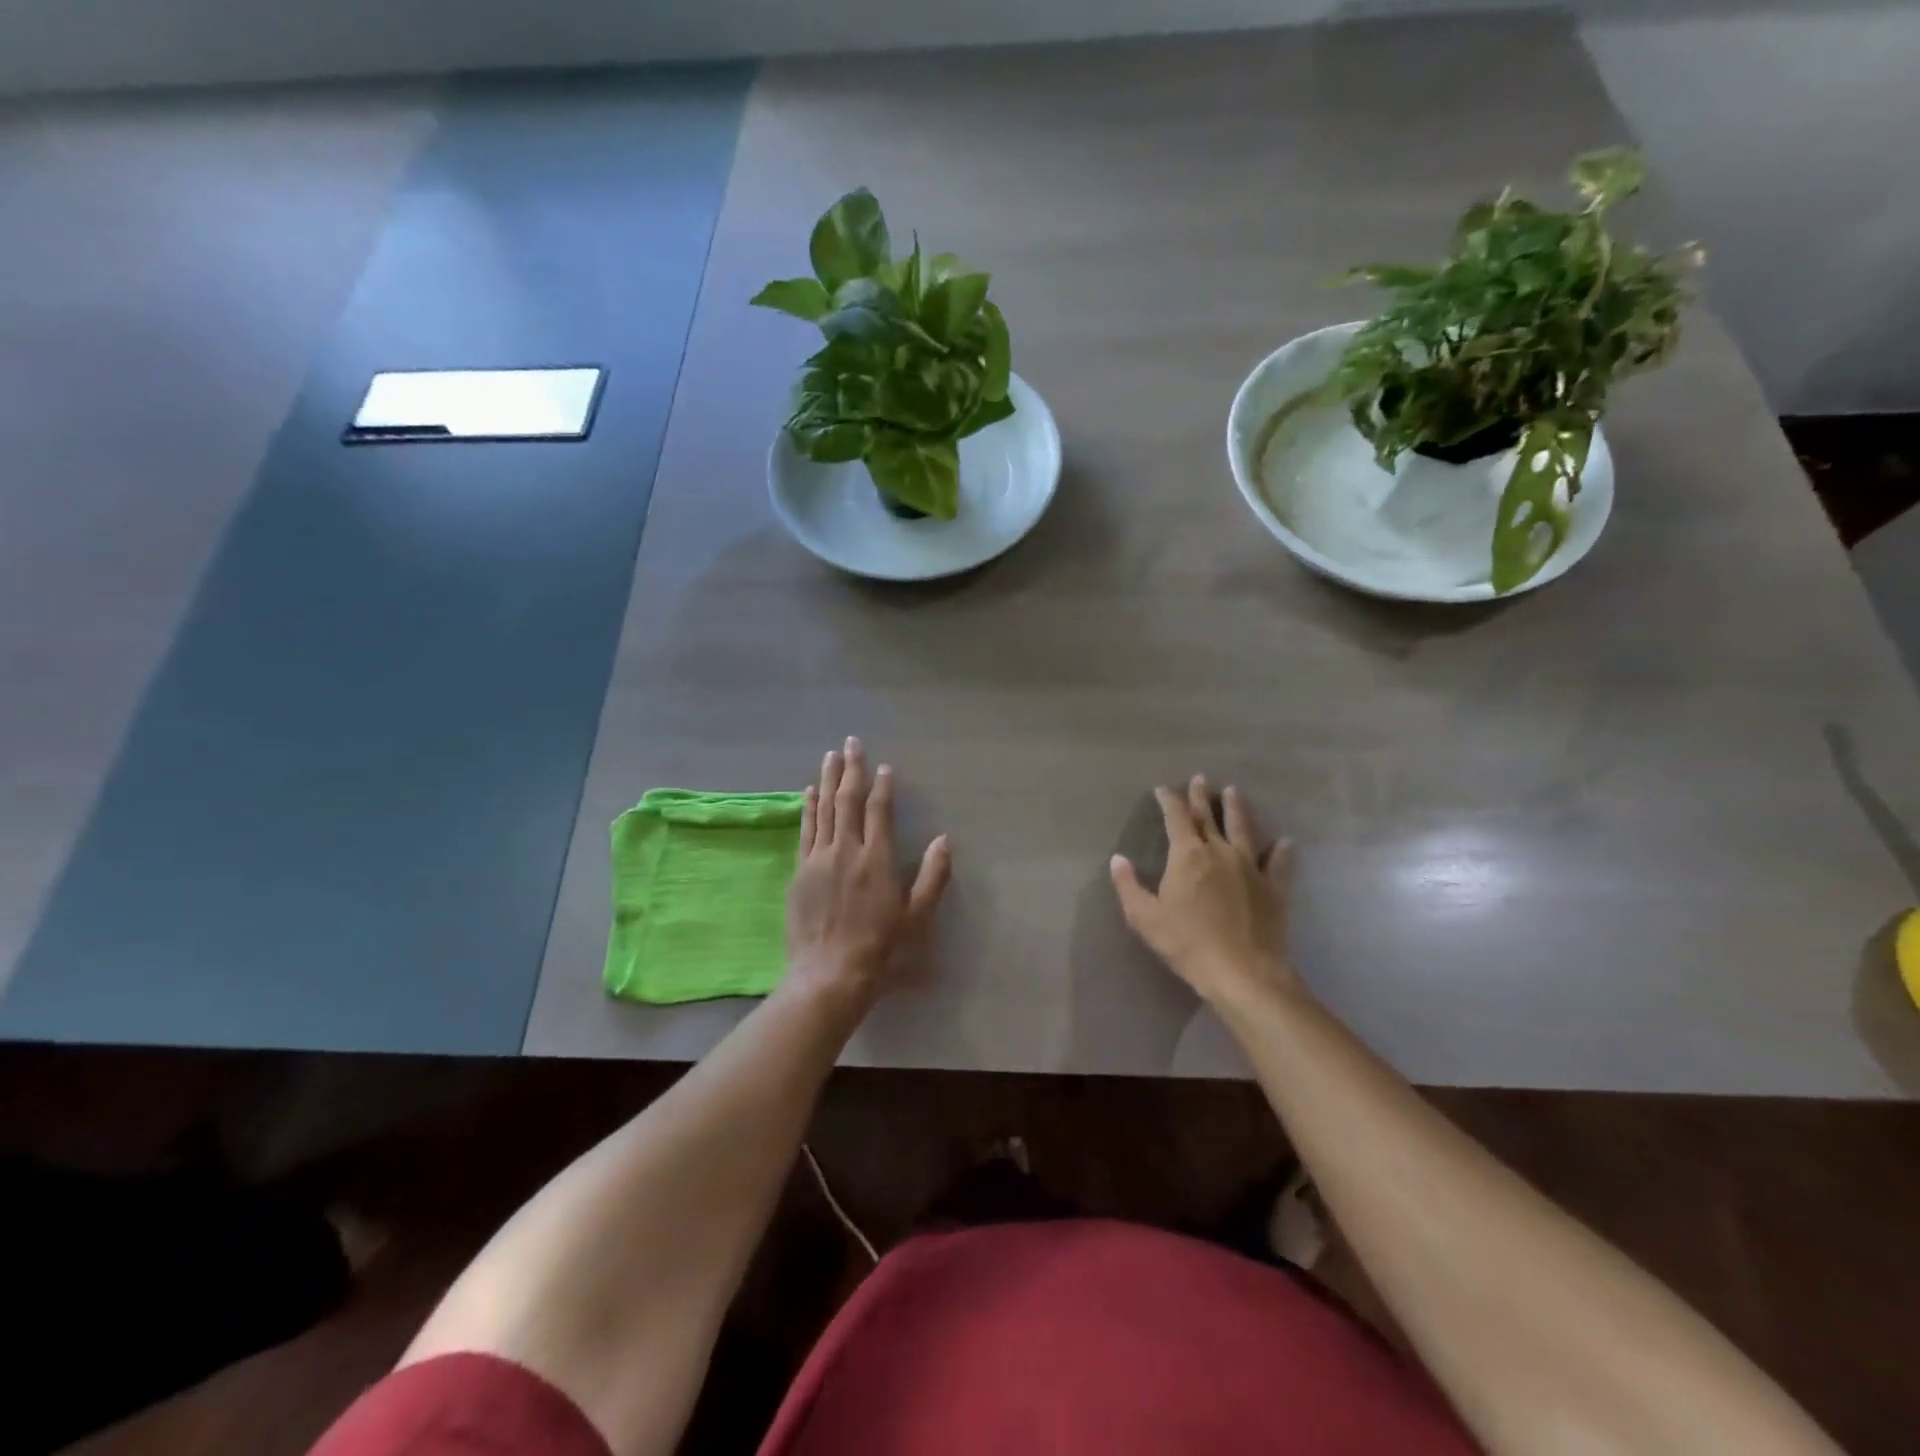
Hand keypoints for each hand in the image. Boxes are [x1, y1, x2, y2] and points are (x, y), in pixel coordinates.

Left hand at [786, 737, 951, 1005]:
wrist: (830, 972)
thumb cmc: (881, 947)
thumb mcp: (918, 916)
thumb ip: (933, 876)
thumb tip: (943, 840)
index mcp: (877, 858)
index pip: (879, 811)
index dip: (883, 786)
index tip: (885, 767)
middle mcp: (847, 850)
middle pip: (848, 800)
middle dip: (851, 769)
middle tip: (851, 743)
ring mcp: (819, 859)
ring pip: (824, 810)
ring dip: (827, 780)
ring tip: (830, 757)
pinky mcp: (801, 871)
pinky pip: (805, 830)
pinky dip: (808, 808)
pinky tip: (808, 792)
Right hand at [1110, 775, 1300, 1008]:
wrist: (1242, 971)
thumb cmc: (1186, 943)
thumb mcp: (1144, 917)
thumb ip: (1128, 886)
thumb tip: (1118, 859)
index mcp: (1187, 855)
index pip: (1176, 817)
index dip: (1169, 800)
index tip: (1163, 789)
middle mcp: (1220, 851)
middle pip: (1208, 817)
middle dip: (1201, 796)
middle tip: (1200, 778)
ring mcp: (1251, 867)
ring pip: (1243, 829)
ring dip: (1237, 809)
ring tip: (1234, 792)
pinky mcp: (1274, 887)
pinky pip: (1279, 863)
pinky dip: (1282, 851)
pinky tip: (1286, 842)